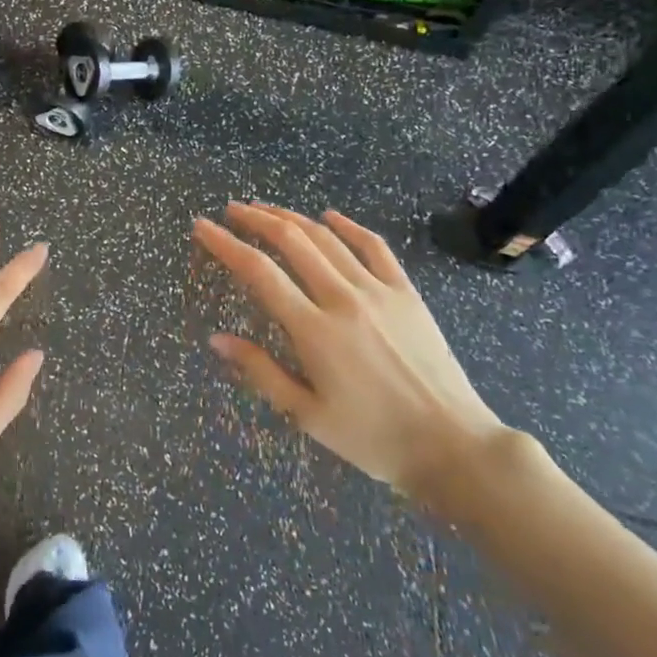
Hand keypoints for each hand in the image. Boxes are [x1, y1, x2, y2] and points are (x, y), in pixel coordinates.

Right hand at [194, 203, 505, 498]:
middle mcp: (343, 299)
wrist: (455, 448)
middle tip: (231, 210)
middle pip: (291, 241)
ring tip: (265, 208)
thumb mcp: (308, 416)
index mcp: (314, 331)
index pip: (258, 272)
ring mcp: (379, 291)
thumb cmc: (374, 438)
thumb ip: (260, 371)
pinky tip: (329, 216)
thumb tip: (216, 339)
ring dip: (291, 217)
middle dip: (255, 219)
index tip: (202, 227)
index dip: (225, 244)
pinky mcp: (407, 293)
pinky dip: (348, 226)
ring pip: (327, 238)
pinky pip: (374, 246)